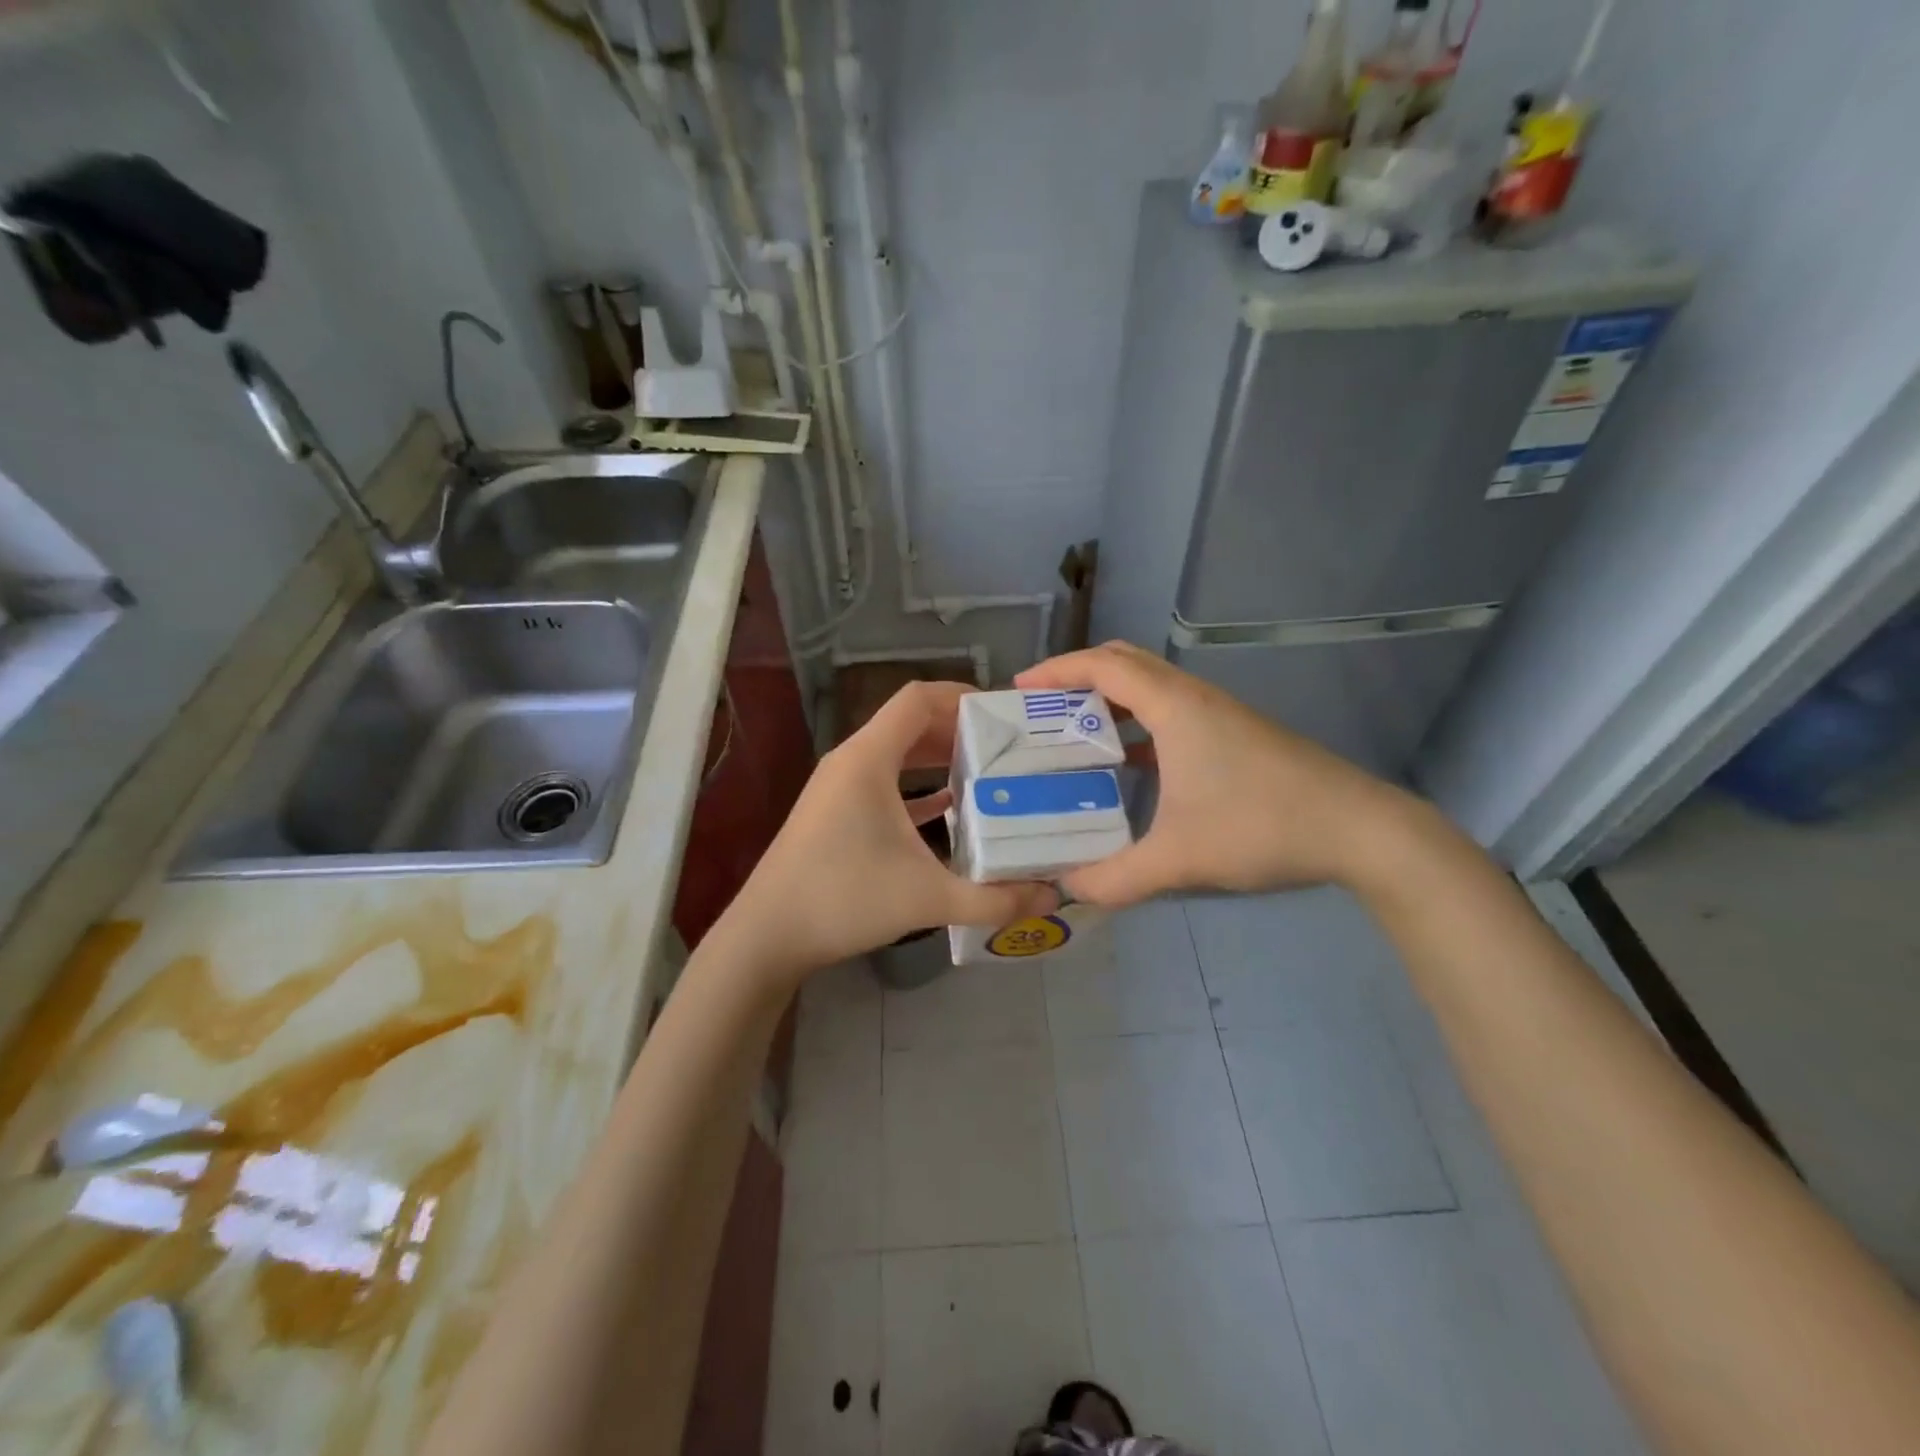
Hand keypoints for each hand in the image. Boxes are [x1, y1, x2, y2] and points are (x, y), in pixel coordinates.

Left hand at [716, 681, 1057, 985]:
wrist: (766, 936)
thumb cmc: (843, 900)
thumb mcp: (928, 898)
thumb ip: (994, 899)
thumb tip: (1052, 897)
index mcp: (868, 759)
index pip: (919, 698)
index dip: (963, 695)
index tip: (1005, 713)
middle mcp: (851, 761)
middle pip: (910, 722)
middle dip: (960, 729)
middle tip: (1009, 747)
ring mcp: (838, 787)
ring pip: (896, 753)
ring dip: (938, 757)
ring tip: (988, 772)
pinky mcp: (834, 813)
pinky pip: (884, 782)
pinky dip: (917, 785)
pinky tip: (950, 807)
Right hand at [1015, 641, 1415, 905]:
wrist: (1359, 829)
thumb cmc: (1262, 826)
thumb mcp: (1179, 858)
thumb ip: (1115, 878)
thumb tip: (1069, 889)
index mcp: (1175, 707)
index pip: (1103, 666)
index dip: (1057, 670)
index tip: (1019, 688)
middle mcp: (1194, 697)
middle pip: (1125, 662)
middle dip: (1077, 676)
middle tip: (1042, 707)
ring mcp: (1219, 714)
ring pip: (1151, 685)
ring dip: (1109, 699)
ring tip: (1074, 732)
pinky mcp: (1235, 734)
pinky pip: (1171, 711)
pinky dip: (1138, 723)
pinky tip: (1129, 764)